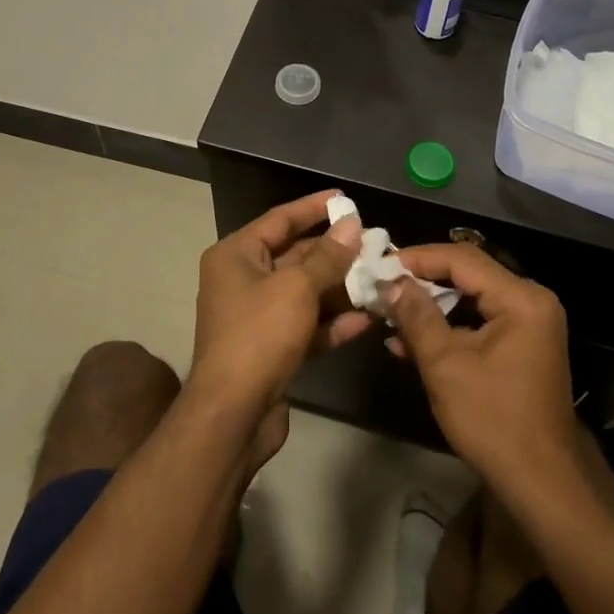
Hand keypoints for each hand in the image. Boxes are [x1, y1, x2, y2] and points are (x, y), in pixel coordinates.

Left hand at [190, 191, 369, 422]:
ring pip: (305, 292)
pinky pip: (307, 325)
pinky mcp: (272, 348)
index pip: (279, 219)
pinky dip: (333, 322)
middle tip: (375, 244)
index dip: (313, 208)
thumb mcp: (297, 287)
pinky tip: (368, 318)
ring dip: (341, 288)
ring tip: (380, 278)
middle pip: (295, 256)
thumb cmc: (259, 335)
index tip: (346, 199)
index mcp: (236, 255)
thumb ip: (328, 256)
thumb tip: (352, 224)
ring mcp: (258, 317)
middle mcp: (243, 280)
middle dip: (335, 253)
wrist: (233, 414)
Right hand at [385, 244, 577, 494]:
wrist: (541, 483)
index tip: (382, 264)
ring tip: (390, 312)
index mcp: (521, 299)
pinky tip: (412, 340)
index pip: (463, 259)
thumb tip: (391, 282)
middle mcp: (532, 301)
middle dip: (423, 280)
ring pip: (472, 298)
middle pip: (469, 274)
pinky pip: (481, 321)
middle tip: (384, 285)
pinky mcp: (524, 345)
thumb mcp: (445, 365)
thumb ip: (417, 316)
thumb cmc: (493, 421)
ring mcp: (530, 324)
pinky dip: (450, 327)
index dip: (419, 258)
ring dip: (432, 305)